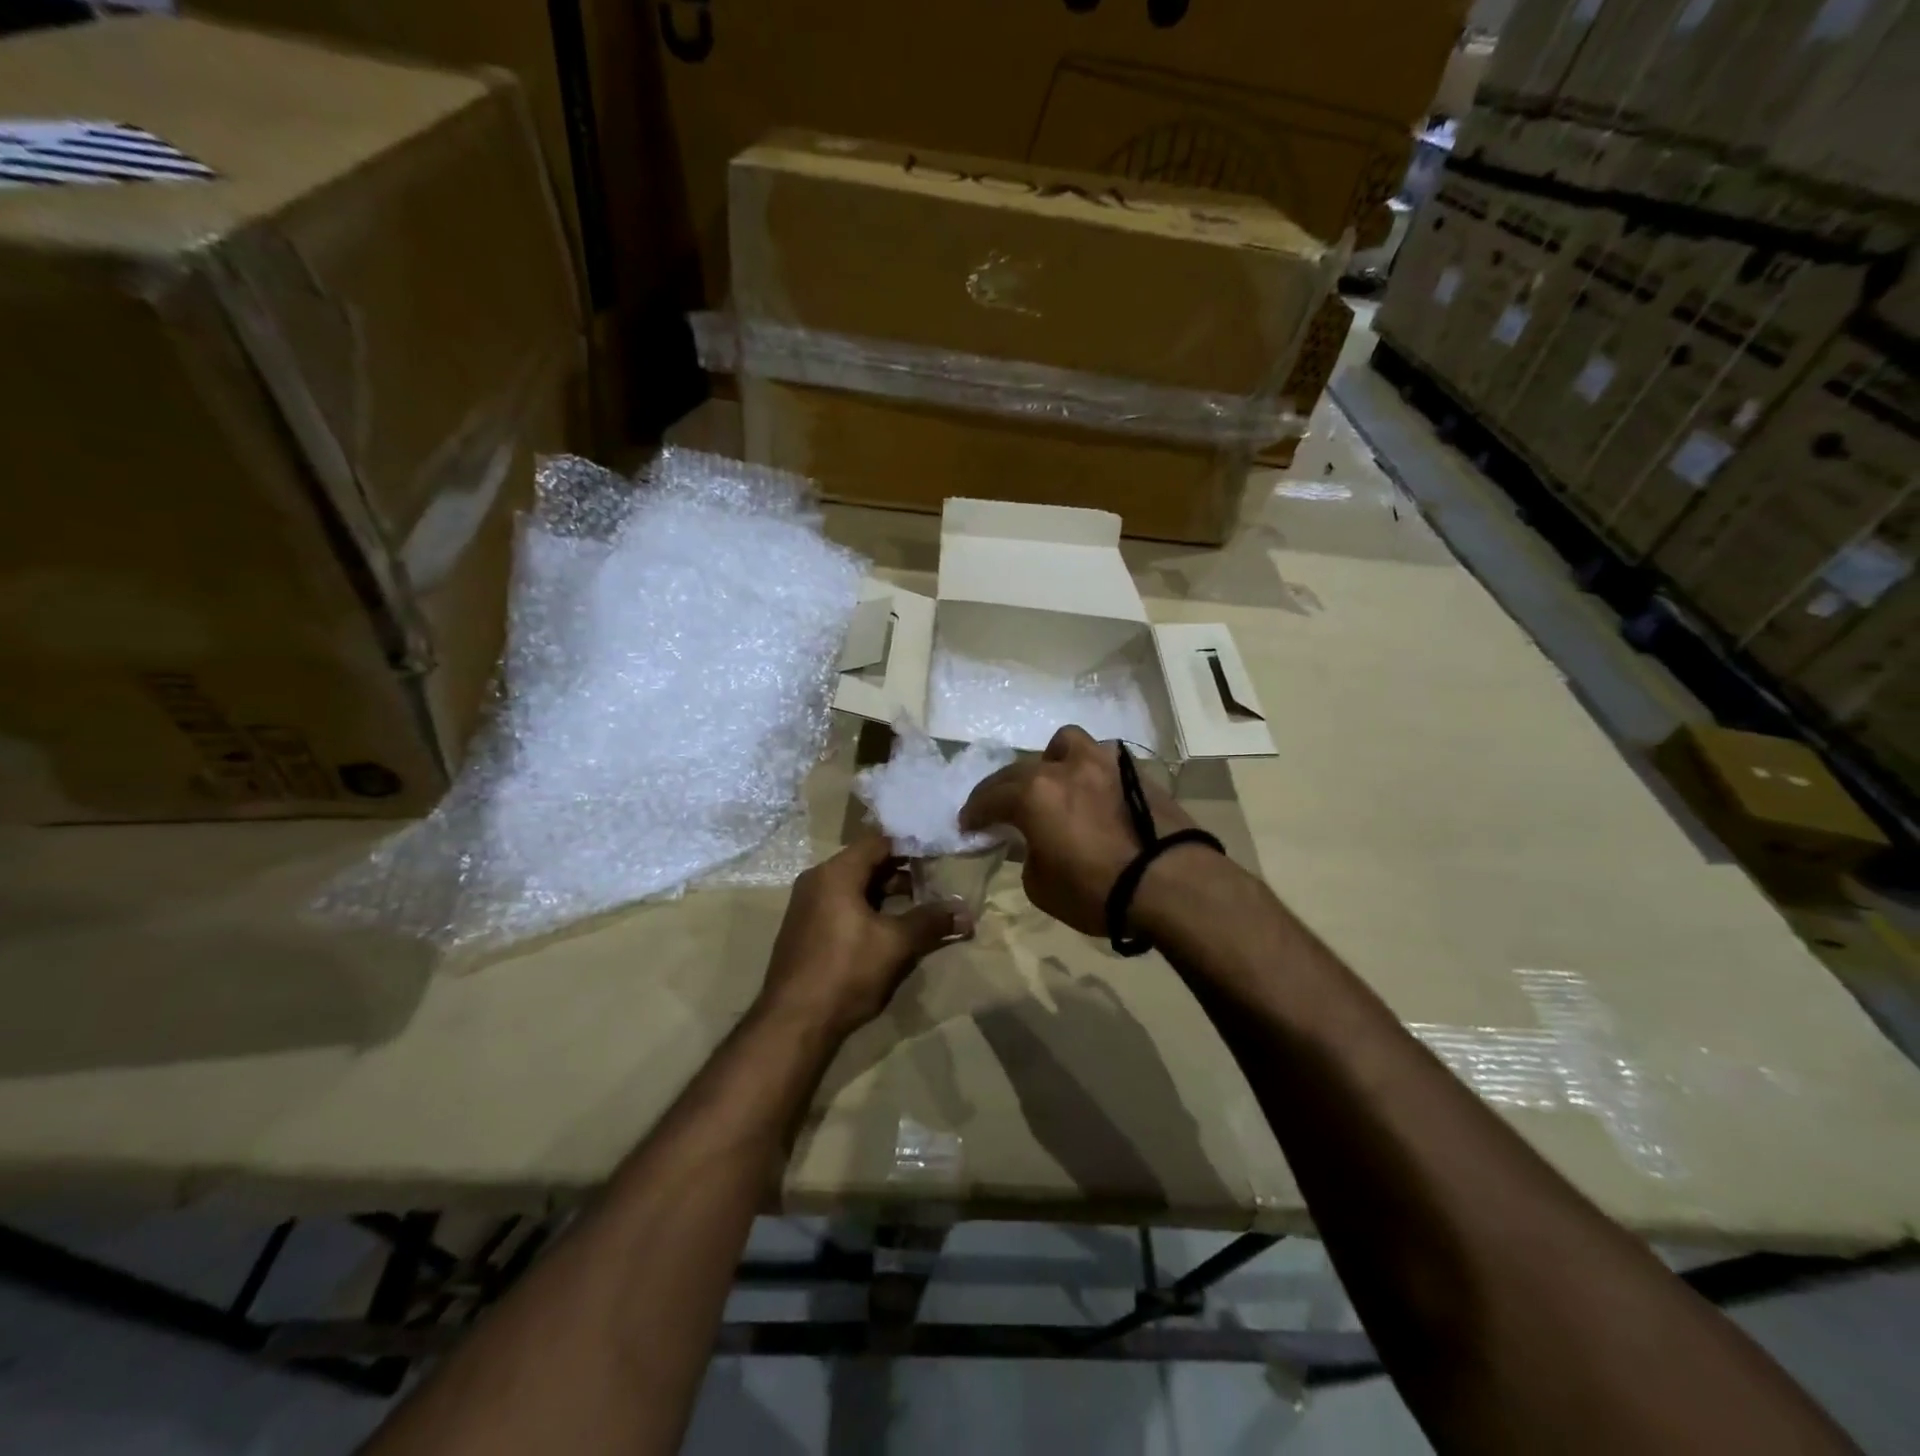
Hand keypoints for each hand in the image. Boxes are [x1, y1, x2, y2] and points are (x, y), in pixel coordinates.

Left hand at [757, 834, 969, 1036]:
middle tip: (934, 882)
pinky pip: (841, 906)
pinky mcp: (805, 930)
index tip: (939, 855)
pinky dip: (867, 909)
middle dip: (902, 872)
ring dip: (885, 894)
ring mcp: (807, 906)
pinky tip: (889, 930)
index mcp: (836, 873)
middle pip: (866, 863)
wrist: (792, 1022)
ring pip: (854, 887)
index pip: (878, 842)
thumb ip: (931, 922)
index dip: (910, 847)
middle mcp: (817, 881)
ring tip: (918, 907)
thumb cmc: (846, 971)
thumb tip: (966, 914)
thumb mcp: (895, 944)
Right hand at [959, 725, 1199, 936]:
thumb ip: (1028, 855)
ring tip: (1053, 783)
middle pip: (1021, 768)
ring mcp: (1102, 764)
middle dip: (1003, 788)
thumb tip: (1034, 844)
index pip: (990, 797)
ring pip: (1066, 744)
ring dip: (1050, 760)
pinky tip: (1090, 794)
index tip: (967, 824)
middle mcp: (1064, 767)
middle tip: (998, 808)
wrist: (1171, 884)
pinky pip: (1099, 760)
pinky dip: (1086, 772)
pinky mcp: (1134, 772)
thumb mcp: (1042, 886)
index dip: (975, 812)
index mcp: (1034, 793)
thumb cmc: (1096, 890)